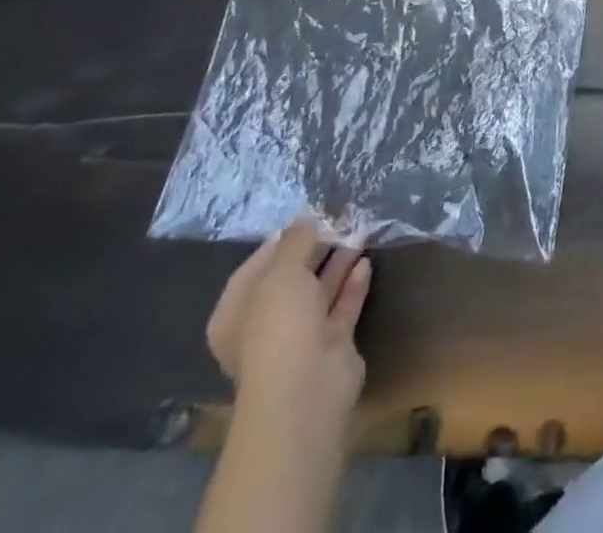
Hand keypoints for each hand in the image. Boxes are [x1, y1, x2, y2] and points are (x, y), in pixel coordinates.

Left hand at [207, 219, 370, 427]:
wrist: (307, 386)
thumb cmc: (279, 325)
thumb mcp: (282, 271)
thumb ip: (295, 240)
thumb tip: (305, 216)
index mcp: (236, 315)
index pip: (255, 268)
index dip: (280, 242)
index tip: (308, 217)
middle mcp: (264, 327)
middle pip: (290, 280)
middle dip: (314, 249)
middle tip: (340, 219)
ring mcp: (298, 338)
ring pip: (318, 292)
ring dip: (337, 262)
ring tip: (359, 231)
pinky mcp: (331, 344)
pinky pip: (341, 306)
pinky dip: (352, 284)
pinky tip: (366, 260)